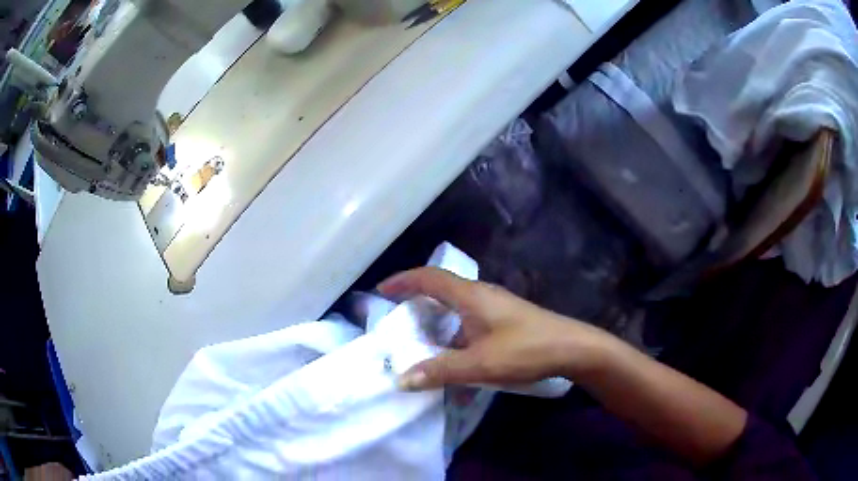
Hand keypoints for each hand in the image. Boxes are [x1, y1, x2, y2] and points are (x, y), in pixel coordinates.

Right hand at [378, 267, 607, 390]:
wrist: (573, 347)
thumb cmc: (526, 349)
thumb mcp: (480, 364)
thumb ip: (440, 371)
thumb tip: (401, 379)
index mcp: (471, 296)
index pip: (429, 278)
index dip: (403, 280)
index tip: (382, 290)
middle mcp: (481, 295)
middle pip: (441, 290)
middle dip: (416, 301)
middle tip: (397, 319)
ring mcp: (496, 308)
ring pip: (457, 310)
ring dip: (438, 324)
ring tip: (422, 345)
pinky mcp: (505, 321)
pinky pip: (471, 325)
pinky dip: (457, 339)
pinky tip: (459, 364)